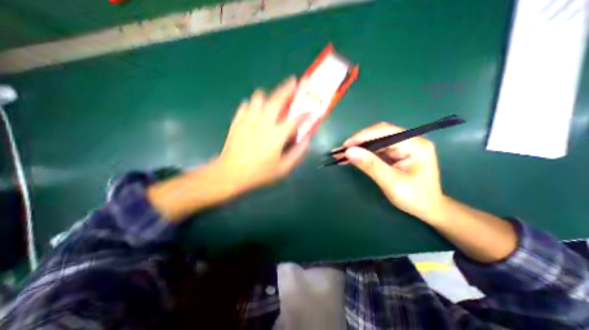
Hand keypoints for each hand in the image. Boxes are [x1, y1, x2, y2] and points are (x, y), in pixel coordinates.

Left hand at [215, 77, 308, 194]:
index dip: (306, 113)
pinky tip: (254, 110)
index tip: (312, 108)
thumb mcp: (283, 168)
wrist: (230, 173)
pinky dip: (252, 104)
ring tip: (272, 99)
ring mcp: (249, 119)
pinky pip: (246, 105)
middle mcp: (264, 121)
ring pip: (259, 97)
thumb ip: (298, 153)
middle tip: (294, 81)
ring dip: (268, 96)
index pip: (296, 119)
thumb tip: (307, 139)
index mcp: (277, 134)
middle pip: (277, 98)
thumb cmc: (259, 173)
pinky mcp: (238, 120)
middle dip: (288, 88)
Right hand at [343, 123, 443, 222]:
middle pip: (379, 133)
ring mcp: (402, 146)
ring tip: (342, 154)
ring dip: (358, 147)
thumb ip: (371, 165)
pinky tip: (351, 157)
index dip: (363, 136)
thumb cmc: (414, 198)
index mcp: (415, 145)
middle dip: (359, 141)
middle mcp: (409, 140)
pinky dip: (362, 153)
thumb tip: (349, 152)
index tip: (346, 145)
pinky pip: (375, 149)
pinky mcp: (395, 153)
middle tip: (342, 150)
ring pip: (375, 141)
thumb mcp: (391, 182)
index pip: (386, 132)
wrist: (427, 208)